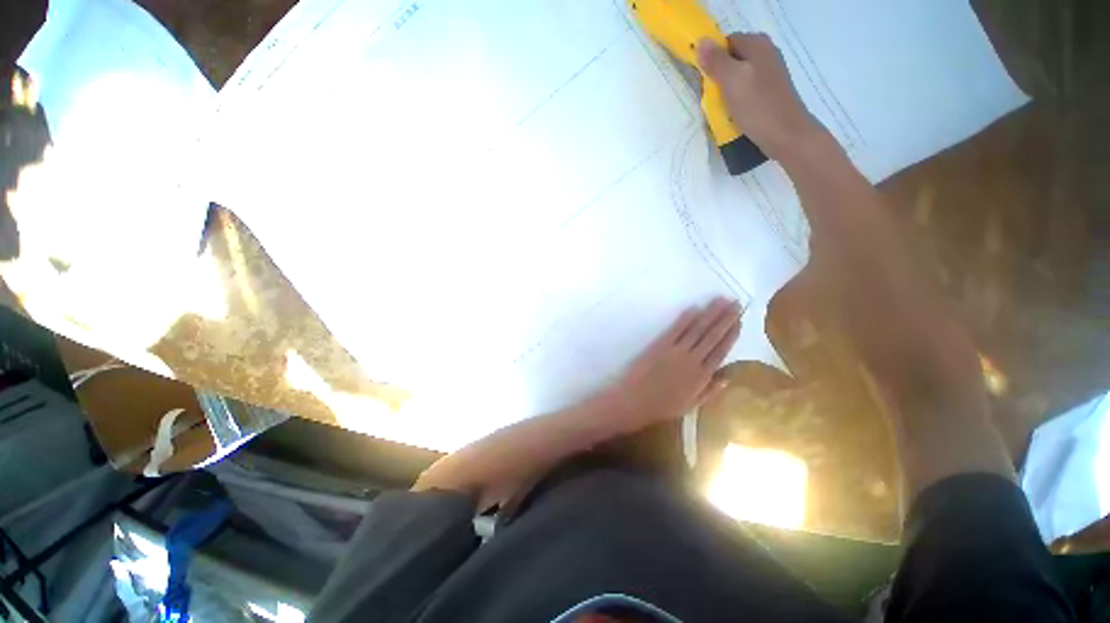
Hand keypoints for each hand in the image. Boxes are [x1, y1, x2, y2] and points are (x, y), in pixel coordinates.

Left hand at [603, 297, 740, 431]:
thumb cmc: (662, 406)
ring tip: (721, 300)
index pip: (721, 351)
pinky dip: (686, 318)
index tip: (740, 321)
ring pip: (697, 329)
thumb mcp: (691, 405)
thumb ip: (710, 391)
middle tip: (736, 303)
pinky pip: (676, 330)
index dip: (731, 335)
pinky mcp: (660, 345)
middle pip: (712, 336)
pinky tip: (695, 308)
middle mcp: (693, 361)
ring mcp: (676, 351)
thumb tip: (727, 377)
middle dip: (726, 318)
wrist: (635, 401)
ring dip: (710, 313)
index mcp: (702, 376)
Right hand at [696, 33, 821, 162]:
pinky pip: (745, 92)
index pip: (725, 42)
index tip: (703, 80)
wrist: (785, 135)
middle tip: (709, 97)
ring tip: (720, 109)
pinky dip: (735, 101)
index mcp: (757, 44)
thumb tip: (701, 42)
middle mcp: (765, 54)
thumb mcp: (731, 81)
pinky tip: (732, 114)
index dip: (711, 59)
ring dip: (725, 92)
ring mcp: (769, 74)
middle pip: (731, 60)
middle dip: (717, 78)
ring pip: (737, 78)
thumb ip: (716, 61)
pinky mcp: (768, 93)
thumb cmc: (758, 106)